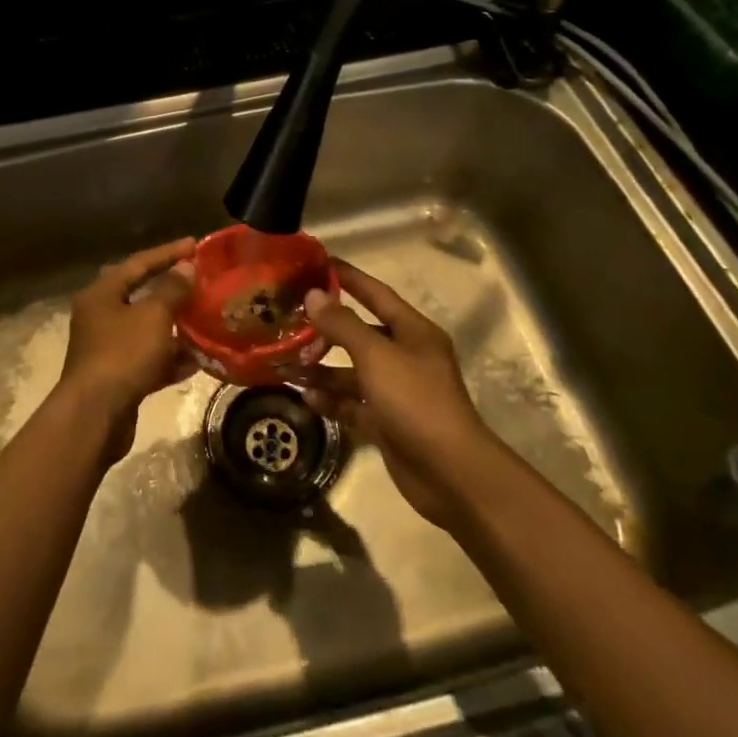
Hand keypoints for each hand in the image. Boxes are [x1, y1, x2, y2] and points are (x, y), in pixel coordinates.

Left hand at [58, 237, 196, 460]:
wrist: (96, 416)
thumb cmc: (123, 354)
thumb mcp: (153, 315)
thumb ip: (172, 289)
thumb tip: (186, 267)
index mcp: (102, 294)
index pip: (138, 263)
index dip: (168, 252)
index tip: (195, 244)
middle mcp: (100, 317)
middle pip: (140, 295)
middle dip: (170, 289)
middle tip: (199, 281)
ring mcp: (107, 349)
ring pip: (146, 330)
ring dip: (174, 326)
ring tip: (205, 320)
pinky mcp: (117, 377)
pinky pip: (148, 360)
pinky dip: (170, 358)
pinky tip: (196, 361)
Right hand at [298, 261, 498, 530]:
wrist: (450, 474)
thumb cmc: (416, 401)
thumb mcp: (376, 356)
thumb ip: (343, 325)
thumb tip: (313, 295)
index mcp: (413, 331)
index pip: (375, 293)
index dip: (347, 277)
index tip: (316, 263)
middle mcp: (406, 356)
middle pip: (360, 333)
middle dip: (326, 329)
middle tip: (289, 322)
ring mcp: (397, 392)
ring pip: (352, 372)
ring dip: (322, 368)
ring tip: (287, 364)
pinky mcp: (387, 423)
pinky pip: (353, 404)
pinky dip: (331, 400)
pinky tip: (306, 397)